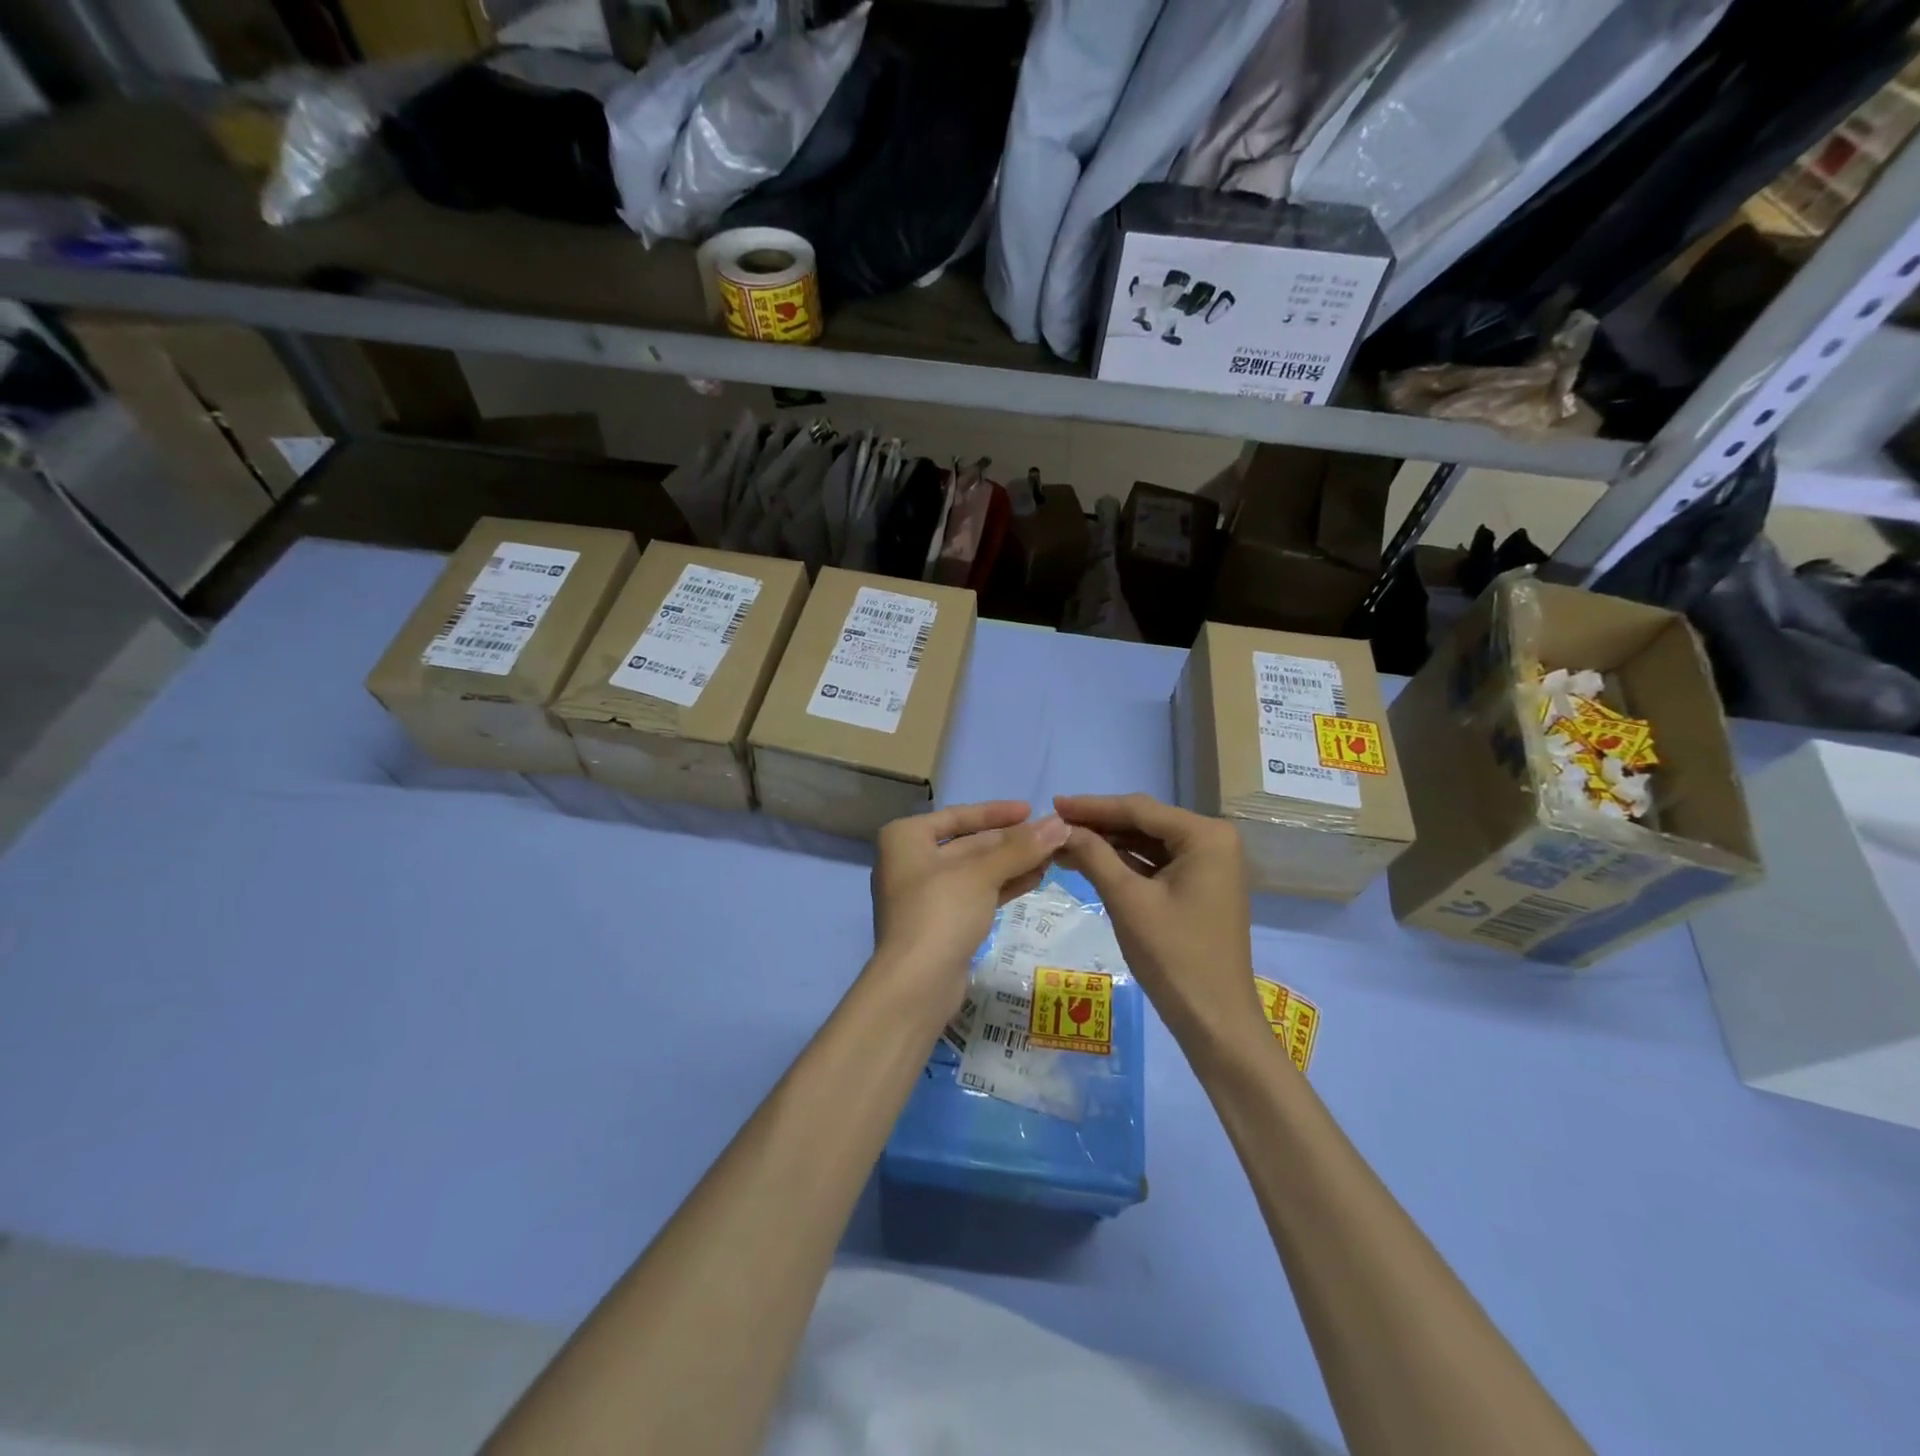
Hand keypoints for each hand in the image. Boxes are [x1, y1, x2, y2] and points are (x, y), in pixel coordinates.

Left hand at [869, 801, 1070, 1017]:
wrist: (916, 985)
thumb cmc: (941, 912)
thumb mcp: (982, 874)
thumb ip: (1021, 848)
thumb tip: (1061, 825)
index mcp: (906, 838)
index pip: (958, 815)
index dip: (996, 813)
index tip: (1031, 810)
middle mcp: (910, 861)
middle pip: (968, 844)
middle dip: (1010, 842)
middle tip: (1051, 837)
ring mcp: (924, 895)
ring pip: (974, 871)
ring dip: (1012, 864)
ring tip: (1051, 858)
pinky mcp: (940, 923)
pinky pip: (975, 894)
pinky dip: (1002, 886)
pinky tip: (1035, 879)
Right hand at [1053, 793, 1264, 1048]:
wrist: (1215, 1020)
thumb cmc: (1174, 956)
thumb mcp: (1128, 901)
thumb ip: (1094, 856)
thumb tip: (1061, 828)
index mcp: (1206, 836)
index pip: (1139, 809)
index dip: (1092, 806)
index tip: (1053, 804)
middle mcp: (1213, 841)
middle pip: (1145, 822)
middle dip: (1099, 825)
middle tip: (1054, 825)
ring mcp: (1209, 864)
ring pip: (1148, 843)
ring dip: (1108, 844)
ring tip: (1063, 844)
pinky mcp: (1200, 886)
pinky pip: (1157, 863)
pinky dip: (1125, 864)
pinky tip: (1090, 862)